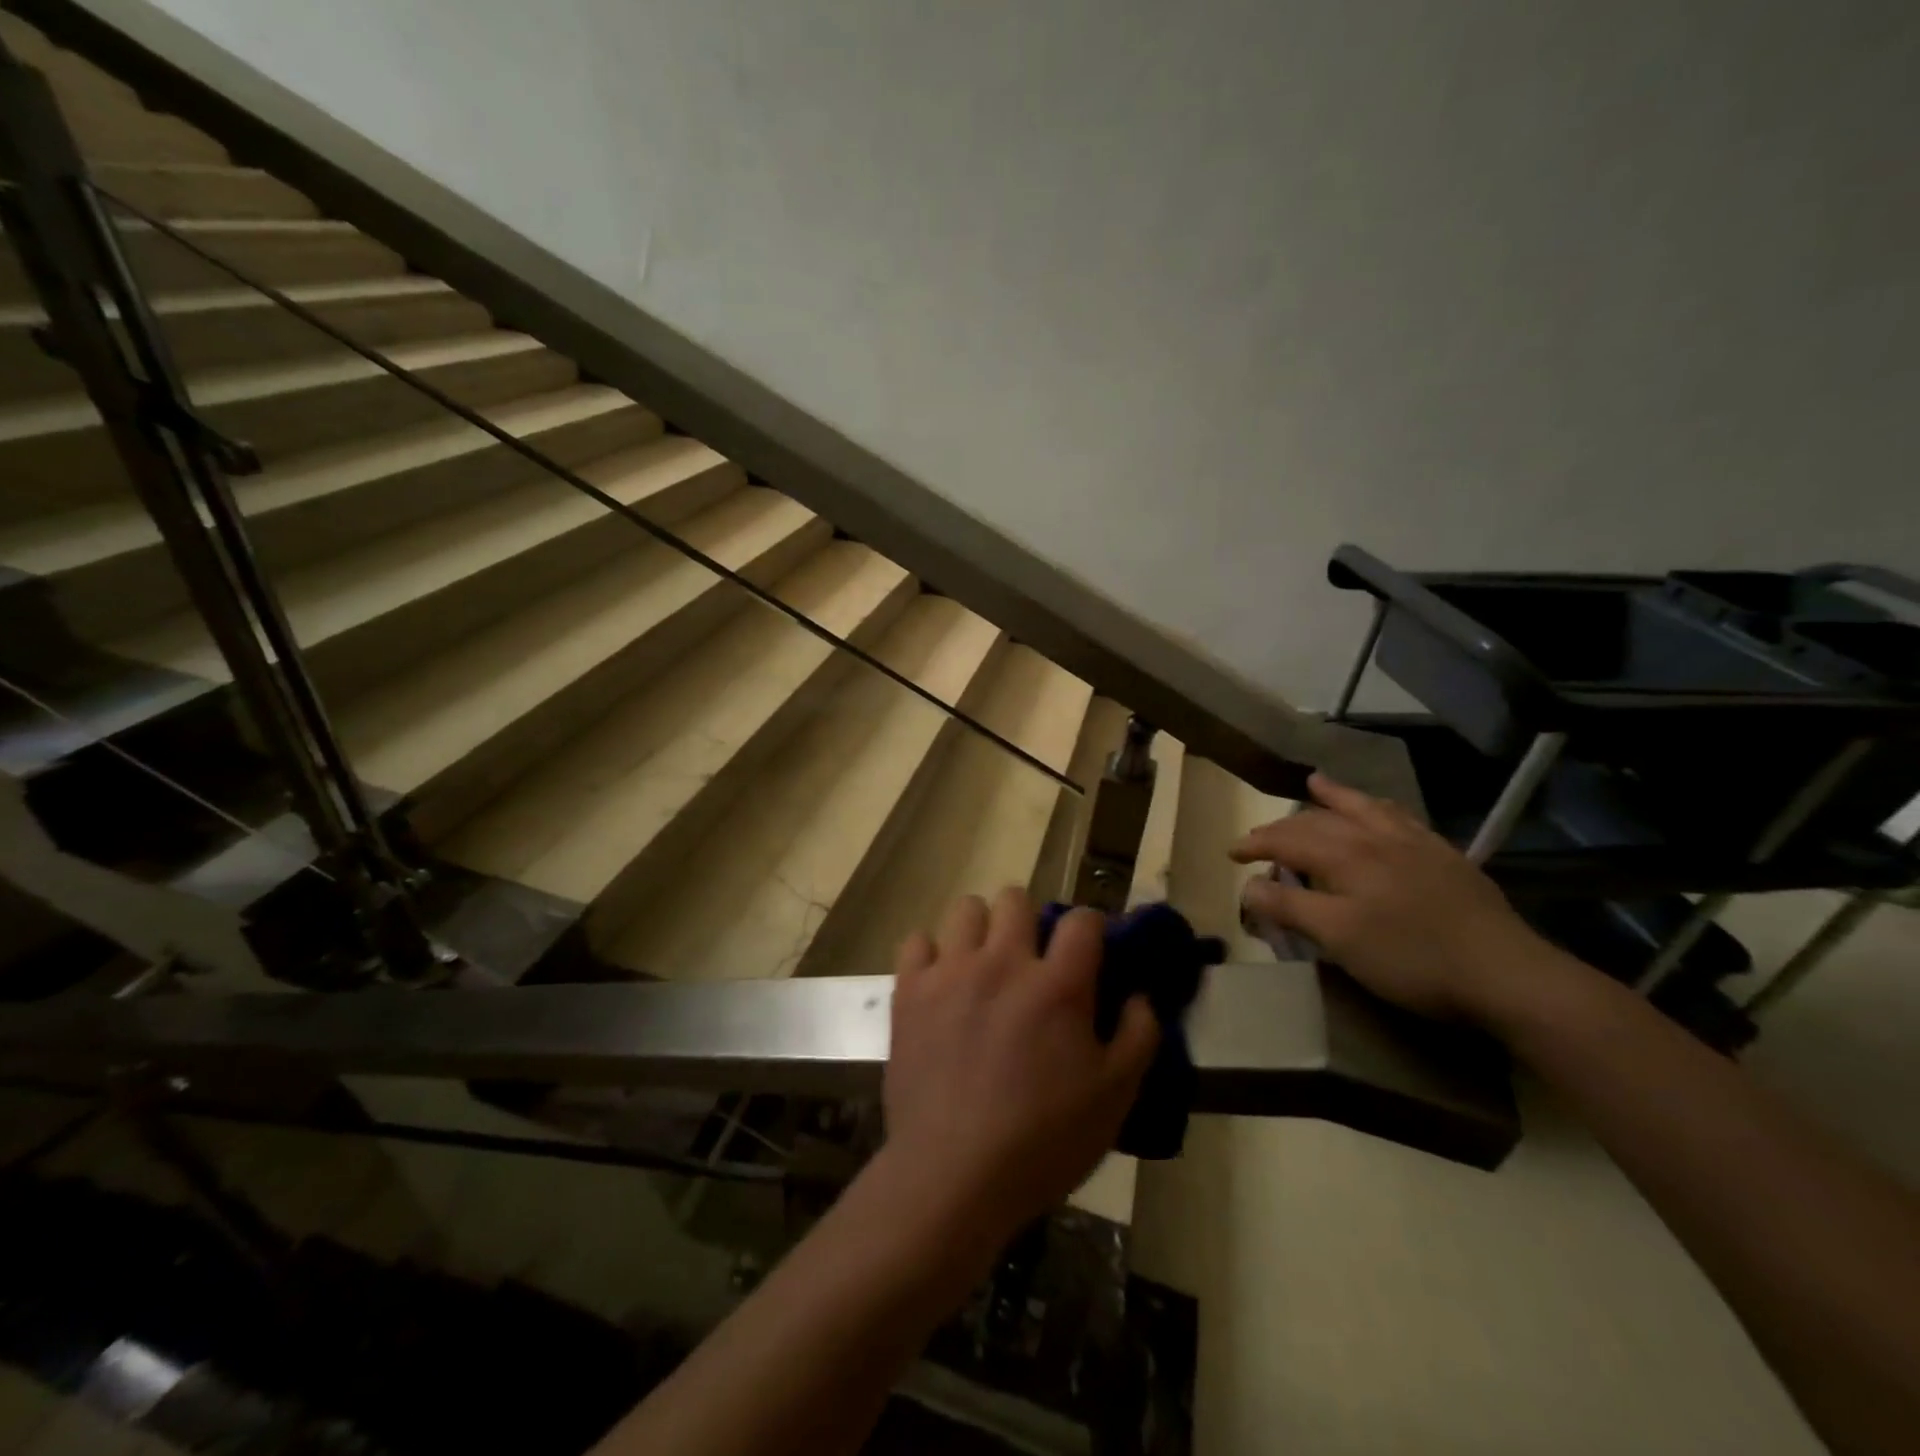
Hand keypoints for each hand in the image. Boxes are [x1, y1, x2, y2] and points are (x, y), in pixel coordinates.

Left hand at [881, 887, 1159, 1241]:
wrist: (953, 1175)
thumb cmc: (1043, 1141)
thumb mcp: (1115, 1098)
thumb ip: (1139, 1036)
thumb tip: (1139, 997)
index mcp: (1058, 985)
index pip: (1082, 920)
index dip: (1091, 927)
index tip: (1089, 950)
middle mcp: (1003, 963)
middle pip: (1015, 898)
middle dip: (1029, 920)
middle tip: (1031, 960)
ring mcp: (951, 972)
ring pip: (966, 909)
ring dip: (980, 929)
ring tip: (983, 965)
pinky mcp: (910, 991)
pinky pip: (917, 941)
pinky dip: (930, 955)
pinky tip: (940, 983)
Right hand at [1232, 773, 1553, 1023]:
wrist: (1505, 973)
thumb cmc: (1410, 958)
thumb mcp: (1338, 938)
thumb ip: (1290, 907)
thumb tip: (1248, 885)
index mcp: (1346, 856)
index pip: (1287, 840)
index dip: (1255, 844)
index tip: (1230, 854)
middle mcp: (1376, 837)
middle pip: (1320, 821)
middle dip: (1284, 825)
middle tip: (1260, 835)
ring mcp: (1416, 844)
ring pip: (1365, 808)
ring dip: (1335, 797)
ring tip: (1317, 783)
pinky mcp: (1446, 857)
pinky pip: (1402, 818)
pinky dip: (1380, 808)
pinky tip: (1382, 812)